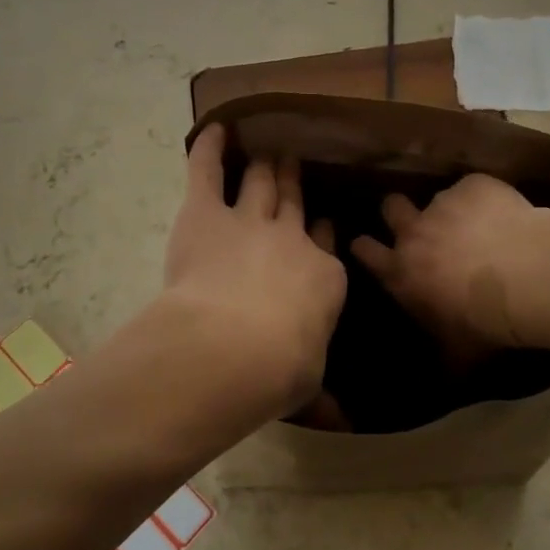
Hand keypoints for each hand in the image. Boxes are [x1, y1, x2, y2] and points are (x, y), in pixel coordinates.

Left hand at [162, 125, 346, 420]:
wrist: (235, 346)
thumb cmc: (280, 369)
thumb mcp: (309, 380)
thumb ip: (319, 384)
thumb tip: (342, 421)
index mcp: (322, 276)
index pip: (324, 243)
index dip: (321, 229)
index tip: (322, 219)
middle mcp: (290, 238)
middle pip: (293, 201)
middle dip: (294, 181)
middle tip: (293, 161)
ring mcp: (249, 220)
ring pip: (260, 182)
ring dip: (264, 164)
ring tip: (267, 148)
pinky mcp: (207, 213)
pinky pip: (207, 171)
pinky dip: (209, 148)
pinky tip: (214, 128)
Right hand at [350, 175, 546, 366]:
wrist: (526, 280)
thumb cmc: (484, 323)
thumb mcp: (458, 352)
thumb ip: (442, 356)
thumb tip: (442, 381)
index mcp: (402, 272)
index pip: (366, 251)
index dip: (365, 246)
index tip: (368, 245)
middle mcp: (414, 232)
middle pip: (391, 207)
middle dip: (398, 211)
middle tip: (418, 222)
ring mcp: (444, 204)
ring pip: (438, 197)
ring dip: (452, 210)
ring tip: (480, 224)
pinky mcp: (475, 186)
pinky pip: (475, 187)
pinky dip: (486, 198)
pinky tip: (507, 214)